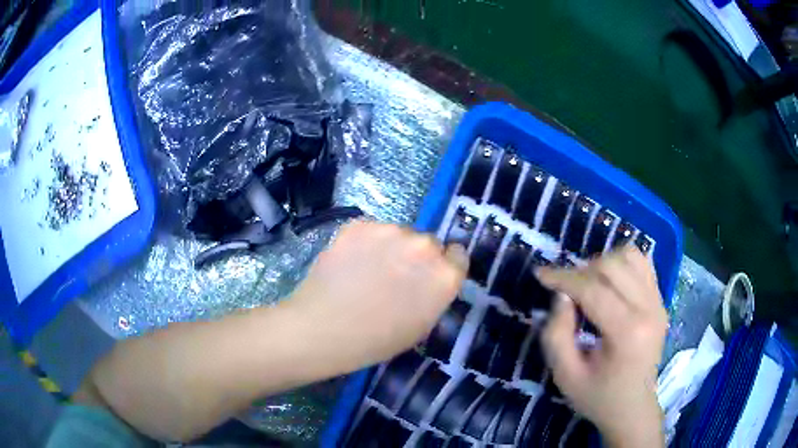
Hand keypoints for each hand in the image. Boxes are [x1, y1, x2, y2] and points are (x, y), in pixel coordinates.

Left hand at [288, 221, 468, 369]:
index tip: (428, 277)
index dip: (444, 267)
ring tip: (366, 271)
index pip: (458, 256)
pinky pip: (371, 231)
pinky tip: (349, 263)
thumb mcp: (420, 326)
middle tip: (393, 277)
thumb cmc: (375, 340)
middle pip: (428, 243)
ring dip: (390, 248)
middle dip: (416, 257)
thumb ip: (434, 295)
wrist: (322, 329)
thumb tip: (430, 279)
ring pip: (398, 234)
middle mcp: (423, 246)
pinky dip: (365, 243)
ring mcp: (390, 231)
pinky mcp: (360, 224)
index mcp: (444, 275)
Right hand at [538, 247, 666, 447]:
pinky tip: (610, 282)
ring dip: (603, 263)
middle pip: (612, 266)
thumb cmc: (598, 397)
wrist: (632, 407)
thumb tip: (561, 295)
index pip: (593, 290)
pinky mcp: (661, 300)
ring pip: (630, 256)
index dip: (563, 278)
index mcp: (627, 333)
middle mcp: (649, 309)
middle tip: (565, 290)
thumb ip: (557, 335)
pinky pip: (643, 263)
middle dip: (581, 271)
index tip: (541, 274)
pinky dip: (622, 263)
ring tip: (588, 285)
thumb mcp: (566, 376)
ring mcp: (659, 302)